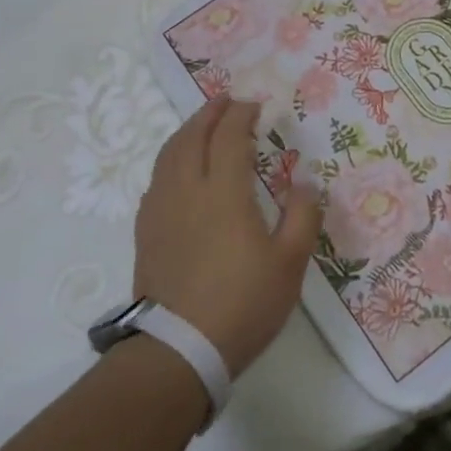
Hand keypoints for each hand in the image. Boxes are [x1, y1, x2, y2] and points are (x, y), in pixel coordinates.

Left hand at [134, 96, 323, 375]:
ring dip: (187, 131)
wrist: (178, 350)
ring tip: (202, 125)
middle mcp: (187, 190)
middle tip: (226, 101)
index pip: (228, 136)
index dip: (241, 114)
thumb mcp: (289, 264)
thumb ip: (302, 217)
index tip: (255, 105)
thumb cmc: (242, 304)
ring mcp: (161, 210)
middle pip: (192, 136)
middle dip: (210, 113)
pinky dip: (171, 159)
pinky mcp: (146, 231)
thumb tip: (305, 182)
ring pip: (168, 154)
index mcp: (223, 192)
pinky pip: (157, 179)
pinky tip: (179, 170)